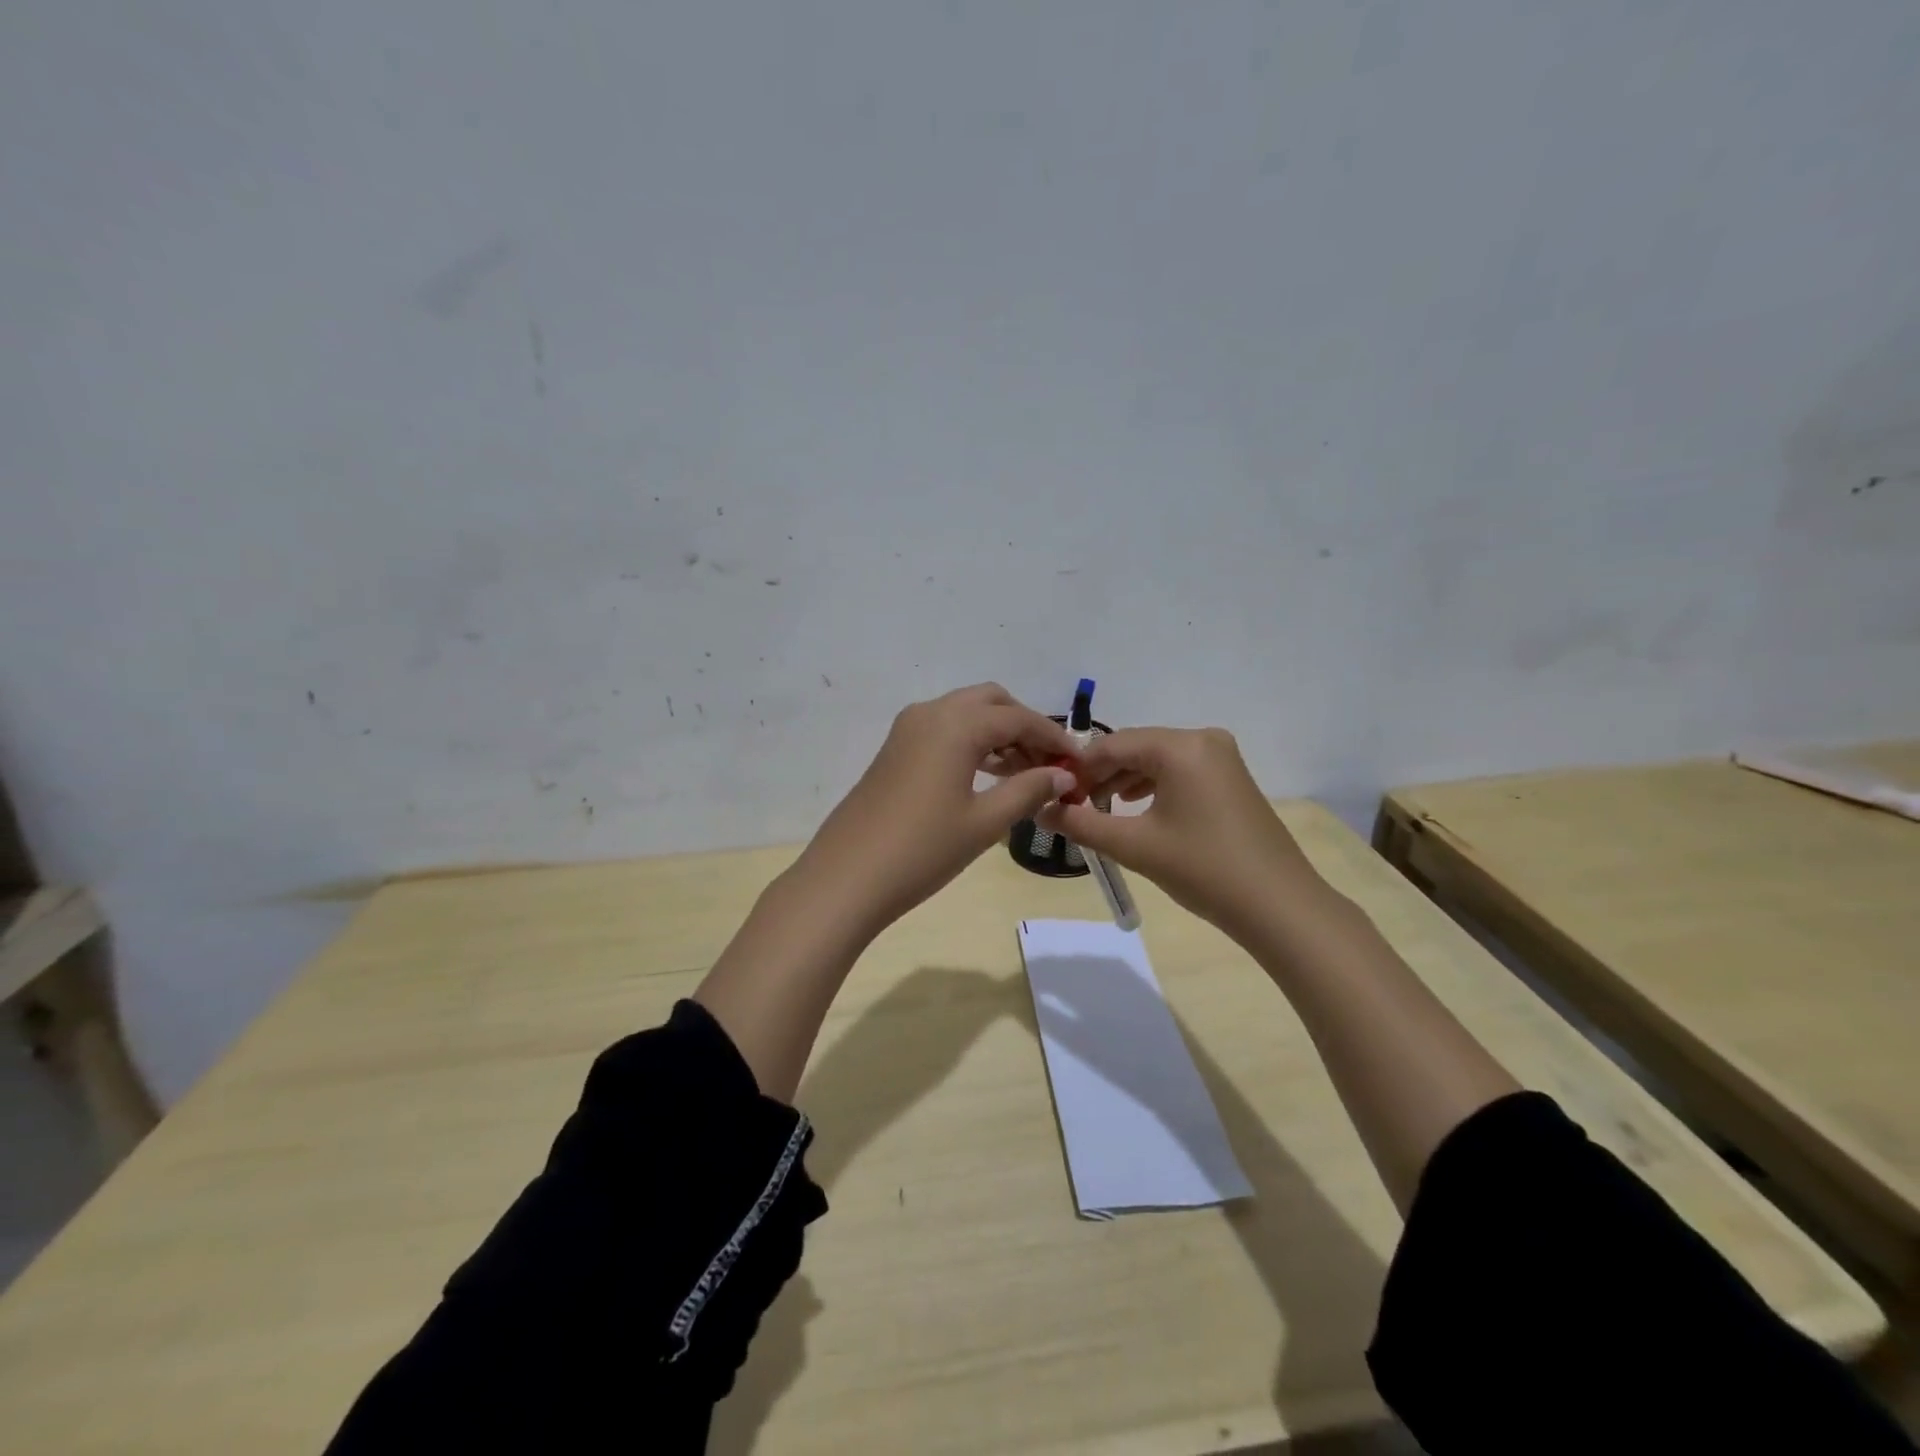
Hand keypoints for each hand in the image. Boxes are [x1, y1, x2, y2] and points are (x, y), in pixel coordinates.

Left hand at [796, 683, 1079, 934]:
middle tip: (1048, 764)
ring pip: (965, 713)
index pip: (1018, 718)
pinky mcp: (894, 749)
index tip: (1078, 763)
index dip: (1052, 738)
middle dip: (1024, 726)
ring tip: (1024, 773)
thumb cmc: (922, 850)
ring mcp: (907, 729)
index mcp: (956, 724)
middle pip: (990, 702)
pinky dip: (971, 742)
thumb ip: (1028, 791)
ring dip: (997, 733)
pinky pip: (943, 730)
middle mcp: (931, 713)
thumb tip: (1063, 775)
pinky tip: (987, 775)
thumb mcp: (984, 822)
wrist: (847, 877)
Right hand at [1036, 727, 1322, 937]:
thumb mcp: (1134, 845)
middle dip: (1100, 775)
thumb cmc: (1202, 869)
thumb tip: (1040, 810)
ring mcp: (1222, 757)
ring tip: (1099, 810)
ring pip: (1157, 759)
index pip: (1112, 744)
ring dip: (1124, 781)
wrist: (1279, 906)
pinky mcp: (1231, 778)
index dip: (1078, 768)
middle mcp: (1202, 739)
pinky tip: (1136, 809)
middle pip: (1135, 748)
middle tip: (1073, 806)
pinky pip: (1179, 770)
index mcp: (1180, 746)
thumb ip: (1081, 824)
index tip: (1054, 795)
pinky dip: (1153, 786)